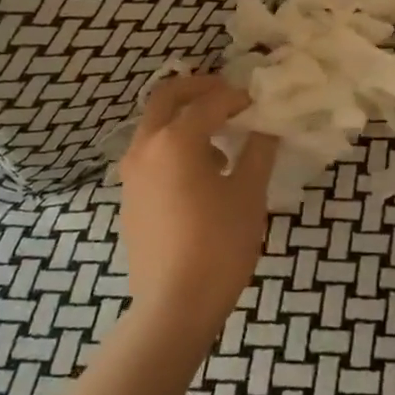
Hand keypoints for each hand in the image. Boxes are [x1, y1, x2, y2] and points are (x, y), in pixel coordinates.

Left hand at [118, 75, 278, 347]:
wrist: (173, 306)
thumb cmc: (218, 246)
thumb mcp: (248, 195)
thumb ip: (258, 152)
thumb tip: (265, 128)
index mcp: (176, 140)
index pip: (210, 101)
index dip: (237, 97)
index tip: (259, 103)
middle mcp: (145, 147)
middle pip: (167, 97)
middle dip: (199, 89)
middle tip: (229, 96)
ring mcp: (131, 172)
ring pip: (154, 125)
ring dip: (184, 118)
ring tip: (220, 140)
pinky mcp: (129, 196)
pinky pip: (150, 153)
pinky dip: (173, 145)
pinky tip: (200, 174)